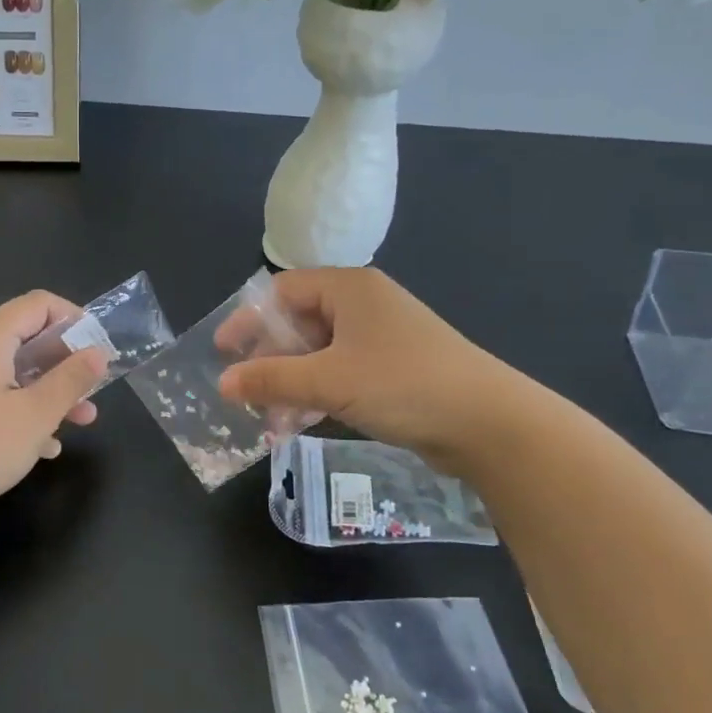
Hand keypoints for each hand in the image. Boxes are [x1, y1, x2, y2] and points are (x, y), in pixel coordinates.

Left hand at [0, 290, 106, 523]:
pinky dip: (19, 406)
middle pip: (24, 337)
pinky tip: (41, 445)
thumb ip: (71, 380)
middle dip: (64, 363)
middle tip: (92, 391)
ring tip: (78, 422)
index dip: (74, 319)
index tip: (98, 349)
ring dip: (47, 390)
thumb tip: (98, 353)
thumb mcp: (37, 414)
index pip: (37, 304)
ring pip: (10, 369)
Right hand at [216, 267, 535, 474]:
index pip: (281, 292)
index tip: (223, 353)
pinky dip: (318, 393)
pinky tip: (302, 423)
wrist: (488, 423)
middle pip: (298, 324)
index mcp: (348, 289)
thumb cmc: (402, 384)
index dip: (248, 320)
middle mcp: (364, 305)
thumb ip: (270, 379)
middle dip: (269, 360)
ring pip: (319, 353)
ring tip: (272, 420)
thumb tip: (222, 384)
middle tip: (247, 393)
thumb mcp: (328, 381)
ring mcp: (381, 338)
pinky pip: (341, 373)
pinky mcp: (393, 369)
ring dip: (291, 383)